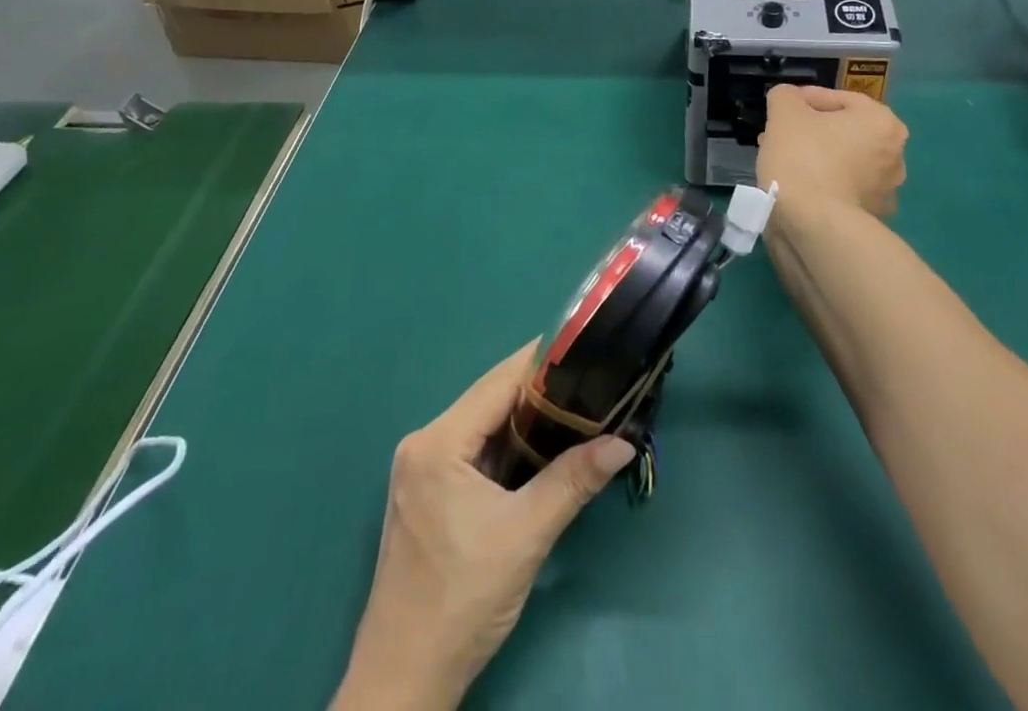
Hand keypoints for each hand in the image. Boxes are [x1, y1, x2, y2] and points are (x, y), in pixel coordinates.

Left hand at [333, 343, 635, 710]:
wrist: (404, 681)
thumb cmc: (462, 600)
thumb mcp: (526, 535)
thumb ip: (574, 480)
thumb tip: (623, 442)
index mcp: (439, 442)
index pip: (499, 381)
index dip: (543, 363)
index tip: (586, 351)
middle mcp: (424, 443)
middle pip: (491, 400)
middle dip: (540, 393)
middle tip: (590, 385)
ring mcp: (422, 469)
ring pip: (484, 426)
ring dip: (526, 421)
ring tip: (576, 411)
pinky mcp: (427, 493)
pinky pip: (475, 451)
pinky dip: (508, 448)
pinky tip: (541, 450)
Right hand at [757, 84, 907, 218]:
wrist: (815, 226)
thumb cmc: (804, 157)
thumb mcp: (784, 111)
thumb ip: (785, 95)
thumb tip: (788, 100)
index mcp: (883, 122)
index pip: (839, 98)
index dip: (805, 99)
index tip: (781, 108)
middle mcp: (894, 155)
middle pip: (842, 131)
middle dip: (809, 130)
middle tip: (779, 133)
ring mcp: (885, 191)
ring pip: (841, 161)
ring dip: (813, 156)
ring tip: (781, 159)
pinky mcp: (871, 219)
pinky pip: (840, 188)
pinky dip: (820, 183)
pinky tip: (794, 185)